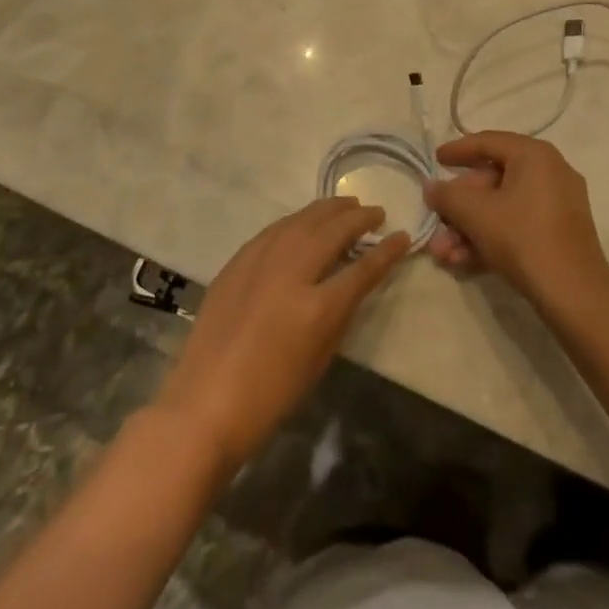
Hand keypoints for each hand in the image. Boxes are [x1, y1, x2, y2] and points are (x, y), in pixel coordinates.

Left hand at [155, 199, 408, 473]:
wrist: (205, 404)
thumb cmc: (270, 396)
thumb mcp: (319, 358)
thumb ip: (340, 313)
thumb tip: (353, 281)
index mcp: (317, 307)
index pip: (363, 268)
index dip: (387, 251)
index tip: (403, 236)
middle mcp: (290, 272)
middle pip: (332, 231)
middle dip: (358, 218)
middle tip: (376, 212)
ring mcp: (260, 262)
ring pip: (301, 220)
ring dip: (328, 209)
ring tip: (347, 205)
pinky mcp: (238, 261)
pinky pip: (275, 229)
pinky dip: (297, 220)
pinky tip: (305, 220)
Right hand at [425, 132, 608, 308]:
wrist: (574, 295)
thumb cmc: (522, 238)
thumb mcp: (475, 214)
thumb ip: (447, 196)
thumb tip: (431, 187)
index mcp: (534, 155)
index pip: (488, 142)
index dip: (458, 150)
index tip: (435, 160)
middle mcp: (550, 172)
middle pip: (493, 180)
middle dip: (459, 206)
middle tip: (436, 220)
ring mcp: (558, 204)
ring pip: (503, 208)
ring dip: (469, 228)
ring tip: (443, 254)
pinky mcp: (560, 234)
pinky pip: (518, 225)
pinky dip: (491, 238)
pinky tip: (463, 262)